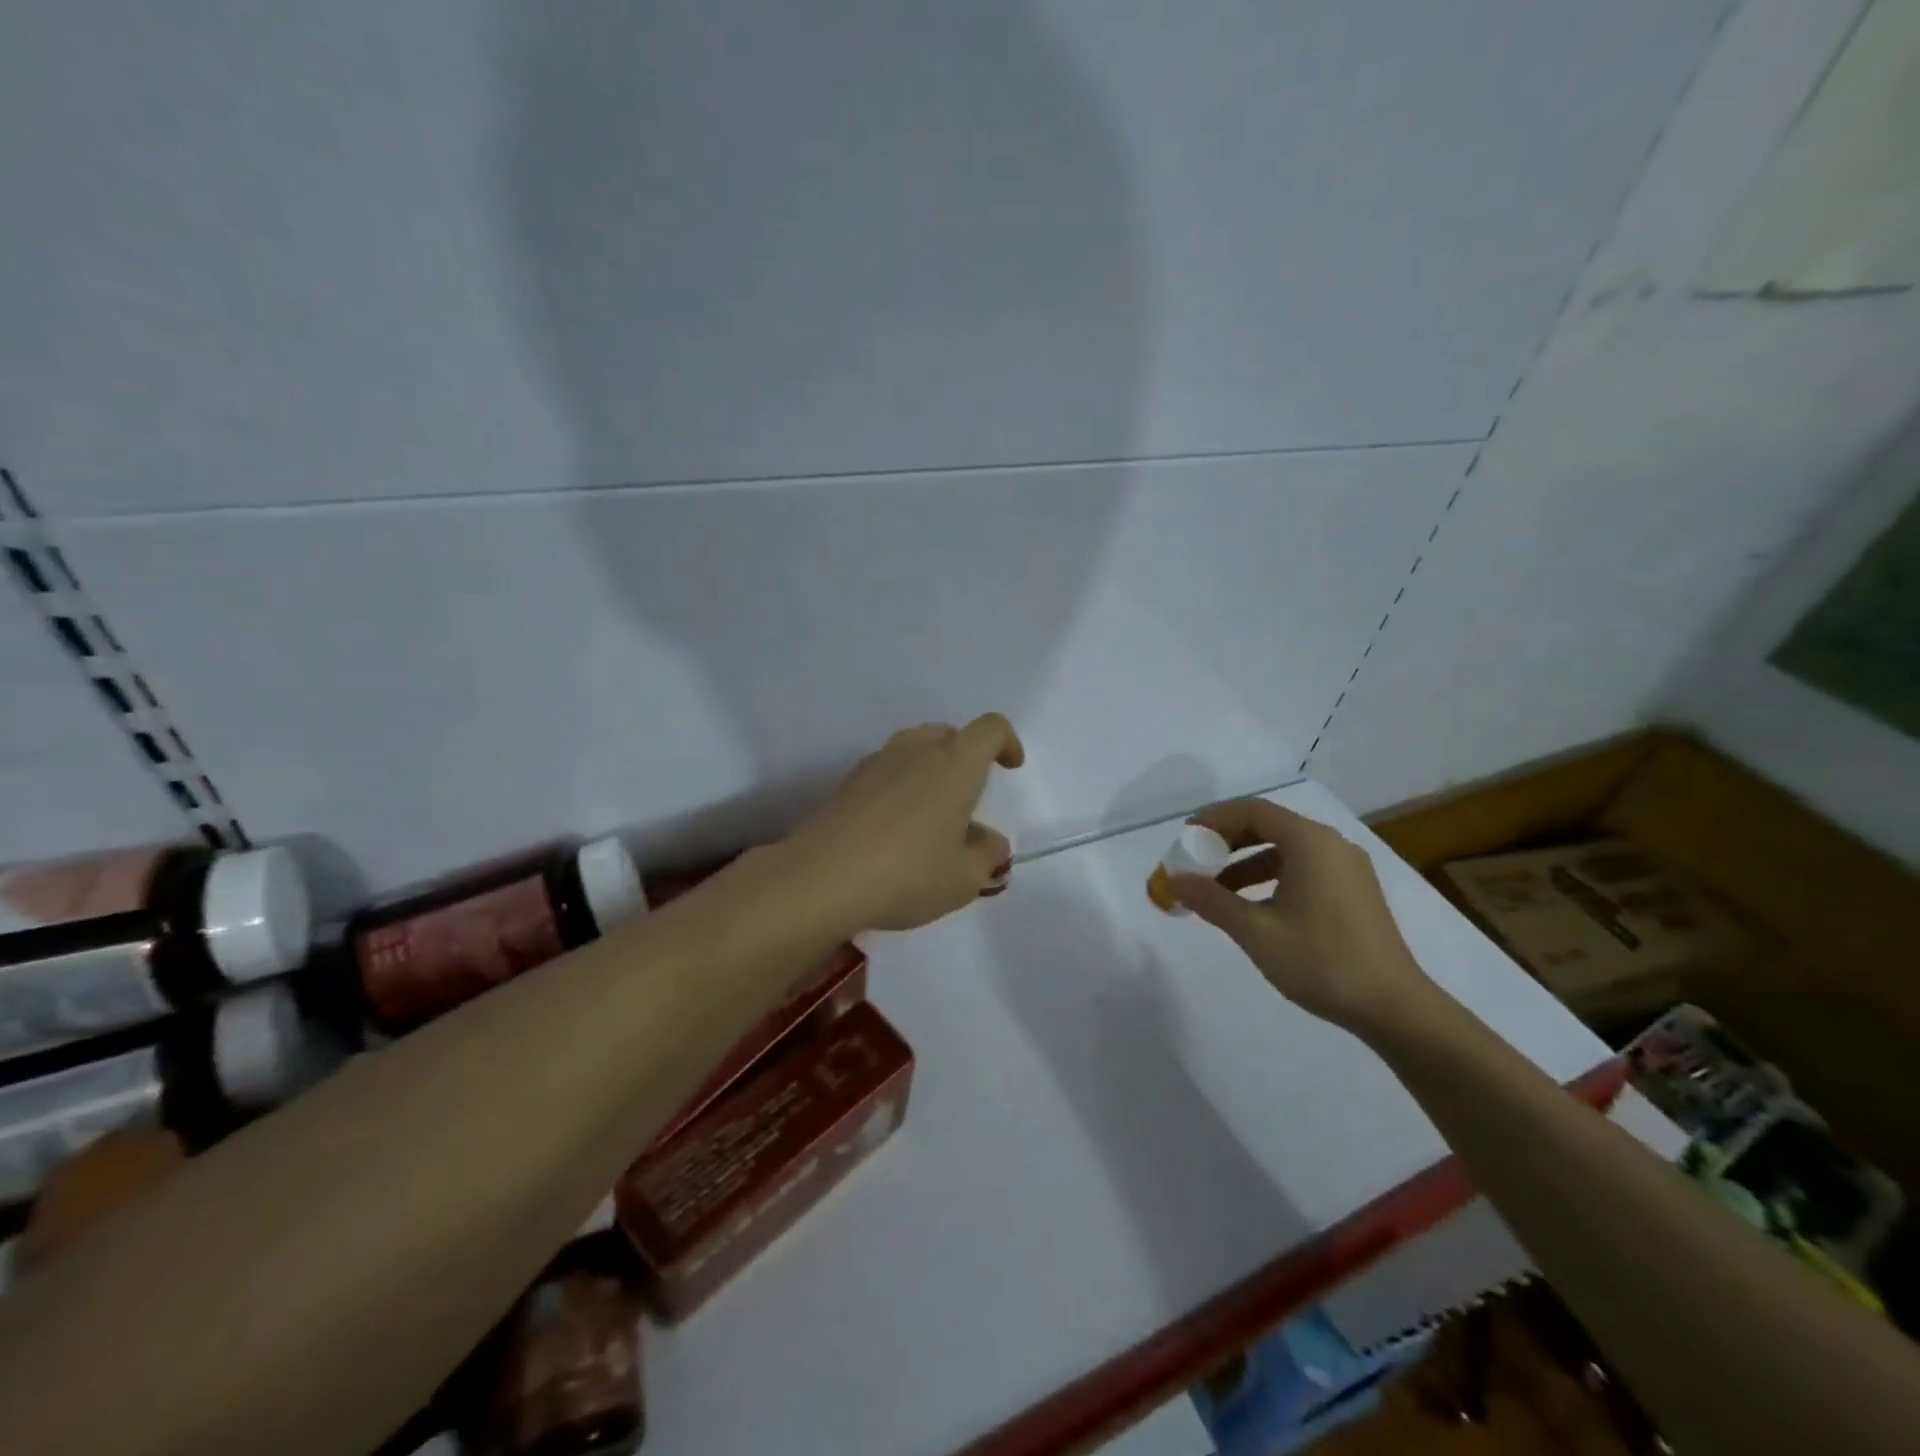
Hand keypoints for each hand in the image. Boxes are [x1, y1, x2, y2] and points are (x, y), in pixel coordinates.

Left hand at [785, 715, 1025, 932]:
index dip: (1006, 742)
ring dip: (931, 770)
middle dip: (967, 757)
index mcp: (955, 764)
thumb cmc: (908, 874)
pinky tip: (895, 826)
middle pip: (950, 734)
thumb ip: (986, 857)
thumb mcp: (963, 879)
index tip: (1010, 767)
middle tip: (969, 797)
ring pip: (915, 748)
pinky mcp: (848, 781)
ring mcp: (877, 762)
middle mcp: (917, 750)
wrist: (821, 878)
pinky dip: (901, 785)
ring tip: (932, 814)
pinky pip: (887, 770)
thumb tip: (991, 844)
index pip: (990, 729)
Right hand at [1170, 799, 1438, 1037]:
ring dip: (1246, 863)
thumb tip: (1174, 880)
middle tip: (1195, 861)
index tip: (1185, 838)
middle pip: (1269, 825)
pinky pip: (1303, 868)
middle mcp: (1332, 845)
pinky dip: (1271, 878)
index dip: (1214, 820)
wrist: (1395, 1008)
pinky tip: (1253, 907)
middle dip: (1227, 841)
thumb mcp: (1255, 931)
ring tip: (1216, 890)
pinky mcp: (1354, 892)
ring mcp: (1347, 868)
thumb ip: (1211, 900)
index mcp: (1311, 843)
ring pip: (1285, 849)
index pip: (1252, 811)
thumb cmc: (1321, 961)